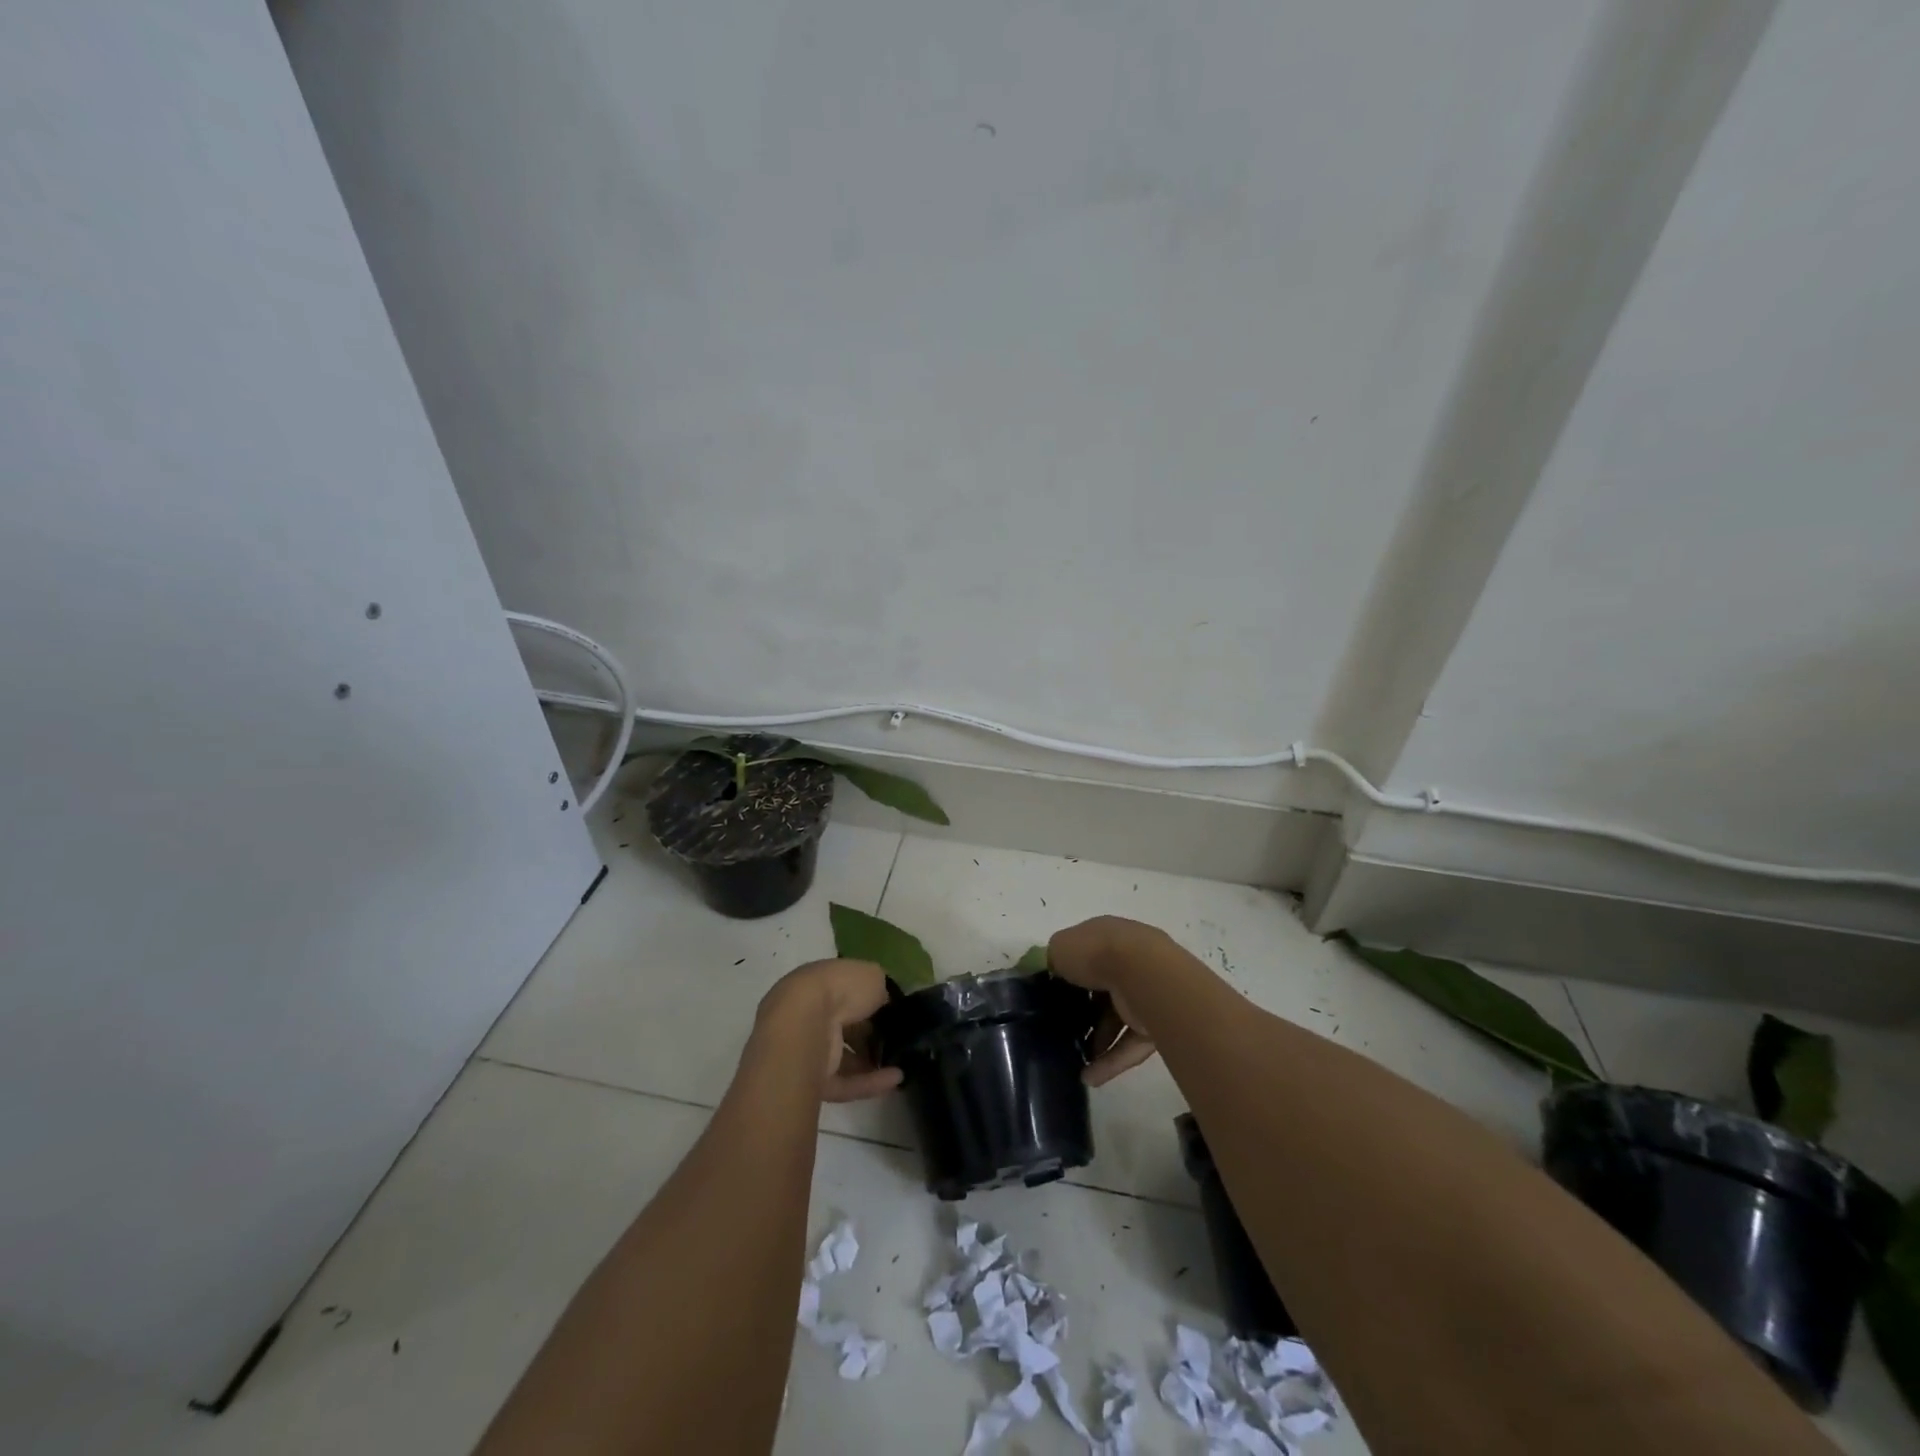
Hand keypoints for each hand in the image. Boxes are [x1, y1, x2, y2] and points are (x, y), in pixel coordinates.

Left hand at [755, 959, 903, 1102]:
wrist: (805, 1025)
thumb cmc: (839, 989)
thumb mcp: (871, 976)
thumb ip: (880, 988)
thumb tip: (884, 1000)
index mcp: (818, 982)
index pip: (845, 992)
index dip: (869, 1000)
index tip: (891, 1009)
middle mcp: (808, 1014)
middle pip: (843, 1026)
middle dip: (869, 1034)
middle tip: (898, 1039)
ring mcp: (807, 1050)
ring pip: (843, 1057)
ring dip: (871, 1061)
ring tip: (902, 1063)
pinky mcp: (811, 1081)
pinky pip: (845, 1082)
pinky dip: (870, 1082)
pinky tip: (896, 1078)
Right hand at [1047, 917, 1173, 1087]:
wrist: (1143, 975)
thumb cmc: (1097, 953)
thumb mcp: (1060, 948)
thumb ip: (1053, 959)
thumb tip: (1052, 970)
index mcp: (1108, 937)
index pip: (1088, 954)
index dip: (1070, 972)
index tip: (1052, 993)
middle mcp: (1129, 961)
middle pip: (1103, 989)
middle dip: (1085, 1010)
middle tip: (1063, 1028)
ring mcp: (1145, 992)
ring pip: (1117, 1020)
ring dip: (1097, 1041)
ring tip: (1075, 1059)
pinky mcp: (1156, 1023)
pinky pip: (1129, 1045)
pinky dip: (1111, 1062)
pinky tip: (1089, 1077)